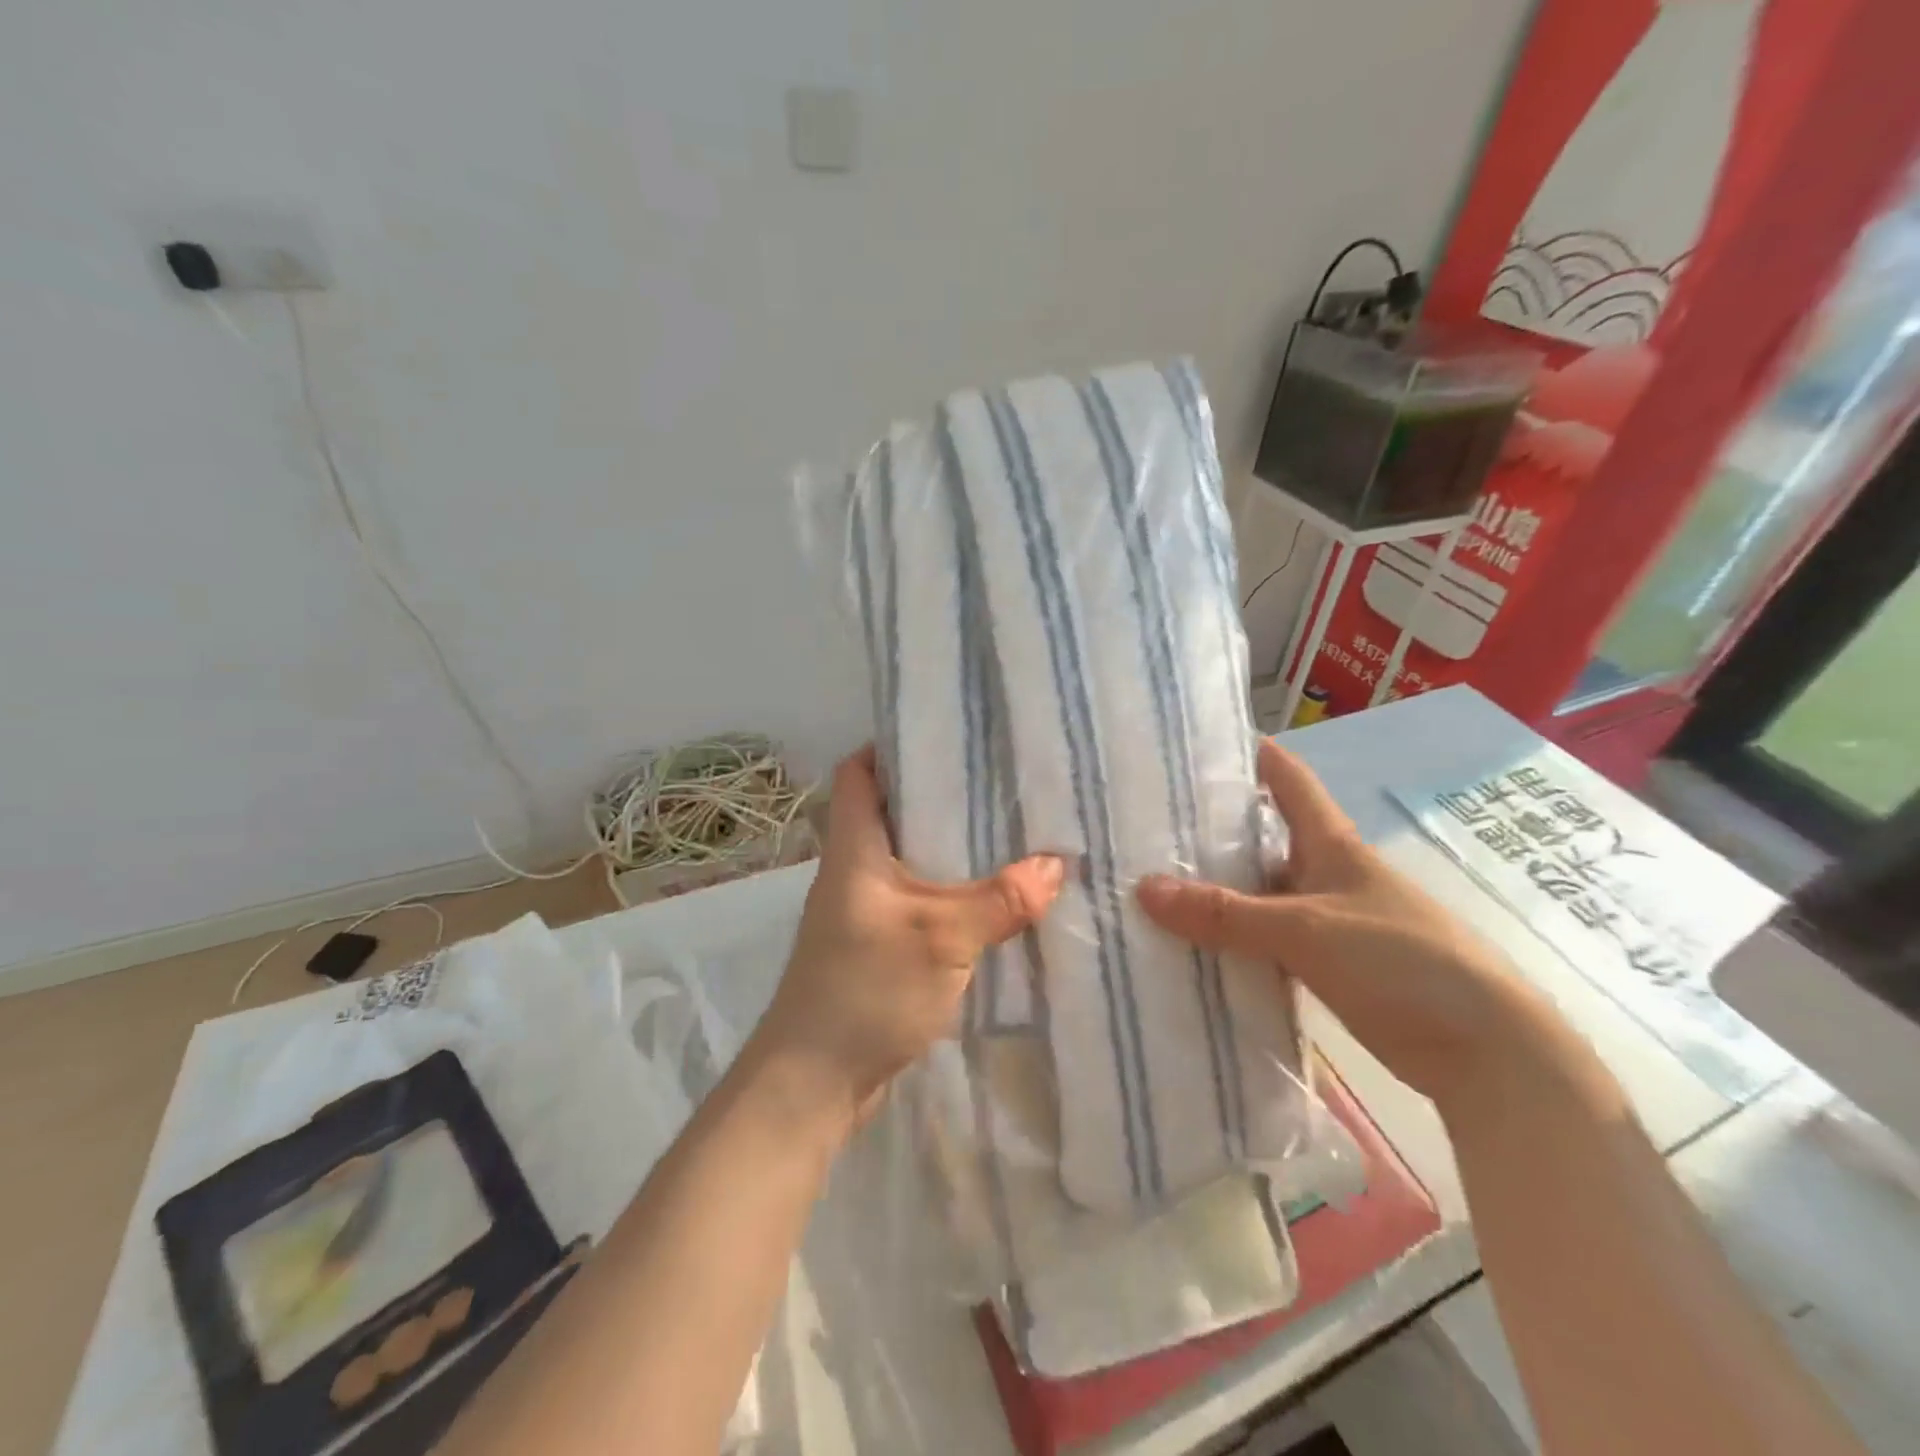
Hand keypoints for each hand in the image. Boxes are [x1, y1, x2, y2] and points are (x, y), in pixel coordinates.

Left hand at [756, 746, 1064, 1124]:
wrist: (814, 1081)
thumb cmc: (866, 989)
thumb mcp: (941, 937)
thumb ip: (1000, 899)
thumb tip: (1056, 865)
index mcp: (854, 848)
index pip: (858, 773)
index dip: (891, 746)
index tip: (946, 735)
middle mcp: (855, 871)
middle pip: (895, 813)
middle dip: (943, 798)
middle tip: (1002, 783)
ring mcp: (866, 911)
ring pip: (913, 861)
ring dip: (954, 851)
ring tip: (1012, 834)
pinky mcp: (880, 946)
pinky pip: (921, 903)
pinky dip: (954, 895)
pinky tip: (997, 900)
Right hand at [1137, 739, 1557, 1110]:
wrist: (1487, 1050)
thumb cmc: (1401, 960)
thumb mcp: (1305, 929)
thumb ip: (1224, 912)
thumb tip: (1143, 889)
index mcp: (1332, 844)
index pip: (1288, 779)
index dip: (1249, 754)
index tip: (1195, 744)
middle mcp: (1327, 873)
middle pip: (1262, 838)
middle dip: (1209, 831)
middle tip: (1145, 826)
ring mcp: (1329, 921)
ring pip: (1260, 894)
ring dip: (1216, 893)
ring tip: (1153, 885)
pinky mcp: (1329, 967)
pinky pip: (1267, 942)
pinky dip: (1233, 941)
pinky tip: (1194, 947)